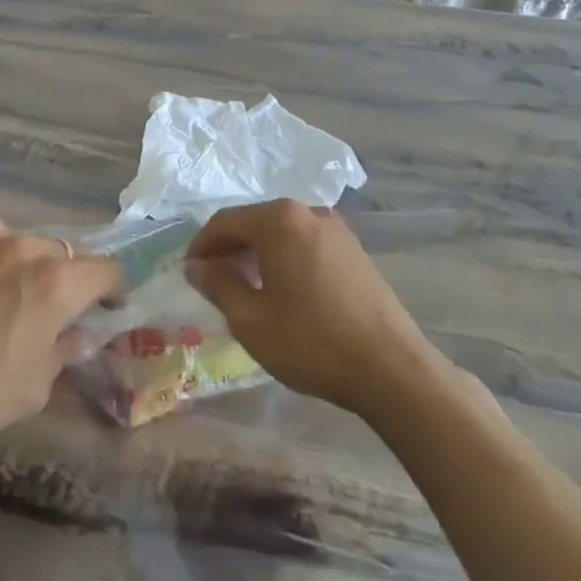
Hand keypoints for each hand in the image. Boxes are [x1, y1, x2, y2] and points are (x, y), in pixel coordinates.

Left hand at [0, 222, 120, 465]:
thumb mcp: (33, 388)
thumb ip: (64, 353)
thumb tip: (77, 337)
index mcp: (58, 283)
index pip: (107, 270)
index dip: (114, 290)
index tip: (108, 311)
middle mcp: (28, 249)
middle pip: (68, 253)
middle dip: (73, 279)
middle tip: (60, 310)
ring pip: (28, 244)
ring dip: (34, 266)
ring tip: (16, 295)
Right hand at [186, 199, 439, 417]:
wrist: (391, 368)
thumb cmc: (310, 341)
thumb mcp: (250, 318)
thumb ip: (218, 284)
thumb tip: (197, 266)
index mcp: (280, 220)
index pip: (225, 221)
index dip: (201, 245)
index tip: (188, 273)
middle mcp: (309, 212)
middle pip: (255, 221)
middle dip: (229, 246)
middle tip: (212, 279)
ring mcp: (337, 230)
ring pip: (282, 232)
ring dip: (257, 252)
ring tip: (243, 286)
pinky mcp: (355, 251)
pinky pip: (305, 243)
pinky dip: (284, 257)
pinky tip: (281, 289)